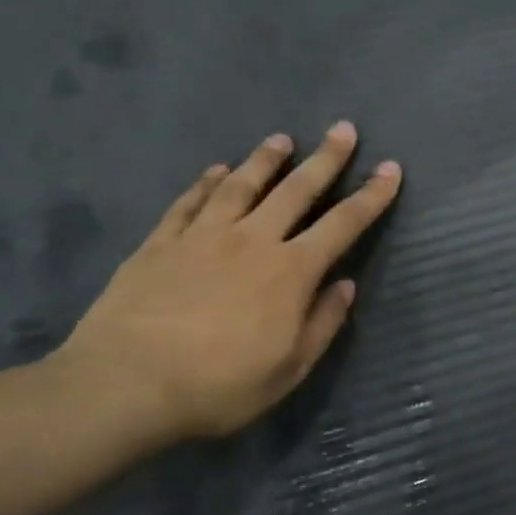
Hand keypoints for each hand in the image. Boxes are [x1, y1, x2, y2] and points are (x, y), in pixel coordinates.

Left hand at [54, 125, 401, 446]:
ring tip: (281, 139)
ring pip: (242, 186)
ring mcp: (203, 237)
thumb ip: (322, 323)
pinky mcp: (160, 244)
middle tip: (343, 129)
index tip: (391, 169)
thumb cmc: (219, 384)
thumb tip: (345, 286)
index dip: (371, 195)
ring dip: (266, 160)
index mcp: (292, 271)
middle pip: (297, 190)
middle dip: (326, 159)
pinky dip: (206, 183)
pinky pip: (189, 203)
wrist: (124, 385)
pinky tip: (217, 170)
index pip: (343, 224)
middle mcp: (253, 241)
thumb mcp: (290, 368)